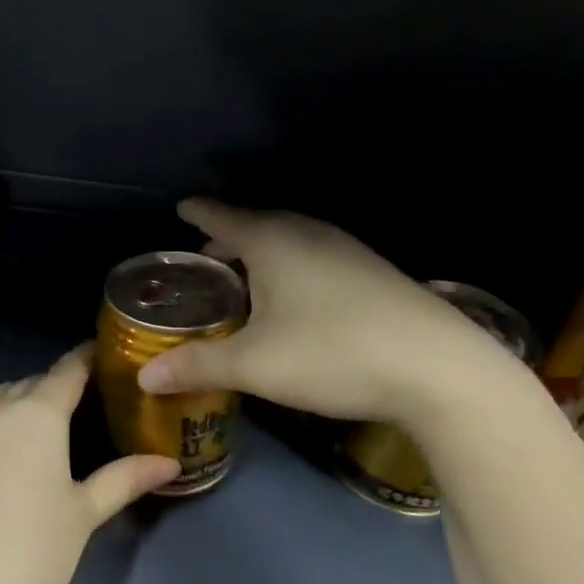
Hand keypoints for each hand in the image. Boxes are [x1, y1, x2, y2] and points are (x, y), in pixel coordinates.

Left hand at [0, 344, 178, 583]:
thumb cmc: (33, 550)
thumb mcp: (85, 513)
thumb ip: (125, 479)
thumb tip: (169, 463)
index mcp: (37, 414)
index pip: (67, 371)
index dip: (86, 359)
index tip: (101, 354)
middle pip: (30, 383)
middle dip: (54, 386)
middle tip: (78, 405)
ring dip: (19, 403)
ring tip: (37, 429)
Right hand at [137, 199, 522, 425]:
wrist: (439, 369)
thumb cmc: (332, 353)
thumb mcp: (253, 365)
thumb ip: (197, 366)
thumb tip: (145, 376)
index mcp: (274, 242)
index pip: (224, 216)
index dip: (199, 213)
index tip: (181, 207)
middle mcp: (310, 235)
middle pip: (258, 225)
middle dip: (228, 237)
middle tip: (204, 259)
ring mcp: (348, 252)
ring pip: (291, 241)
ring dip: (262, 254)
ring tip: (244, 280)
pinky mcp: (374, 275)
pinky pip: (315, 258)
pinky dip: (291, 268)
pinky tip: (294, 301)